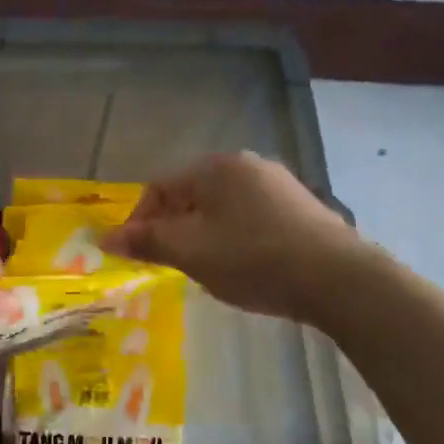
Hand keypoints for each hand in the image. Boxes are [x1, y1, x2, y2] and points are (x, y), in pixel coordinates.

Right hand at [100, 152, 371, 323]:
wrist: (338, 278)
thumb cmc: (252, 258)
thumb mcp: (190, 252)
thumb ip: (146, 241)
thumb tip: (105, 239)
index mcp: (215, 167)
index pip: (159, 187)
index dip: (139, 221)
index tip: (136, 255)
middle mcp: (245, 164)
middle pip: (189, 194)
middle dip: (171, 228)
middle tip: (170, 263)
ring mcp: (276, 183)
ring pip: (219, 207)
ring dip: (201, 234)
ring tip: (204, 268)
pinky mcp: (298, 207)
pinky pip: (248, 216)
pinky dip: (232, 237)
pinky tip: (242, 265)